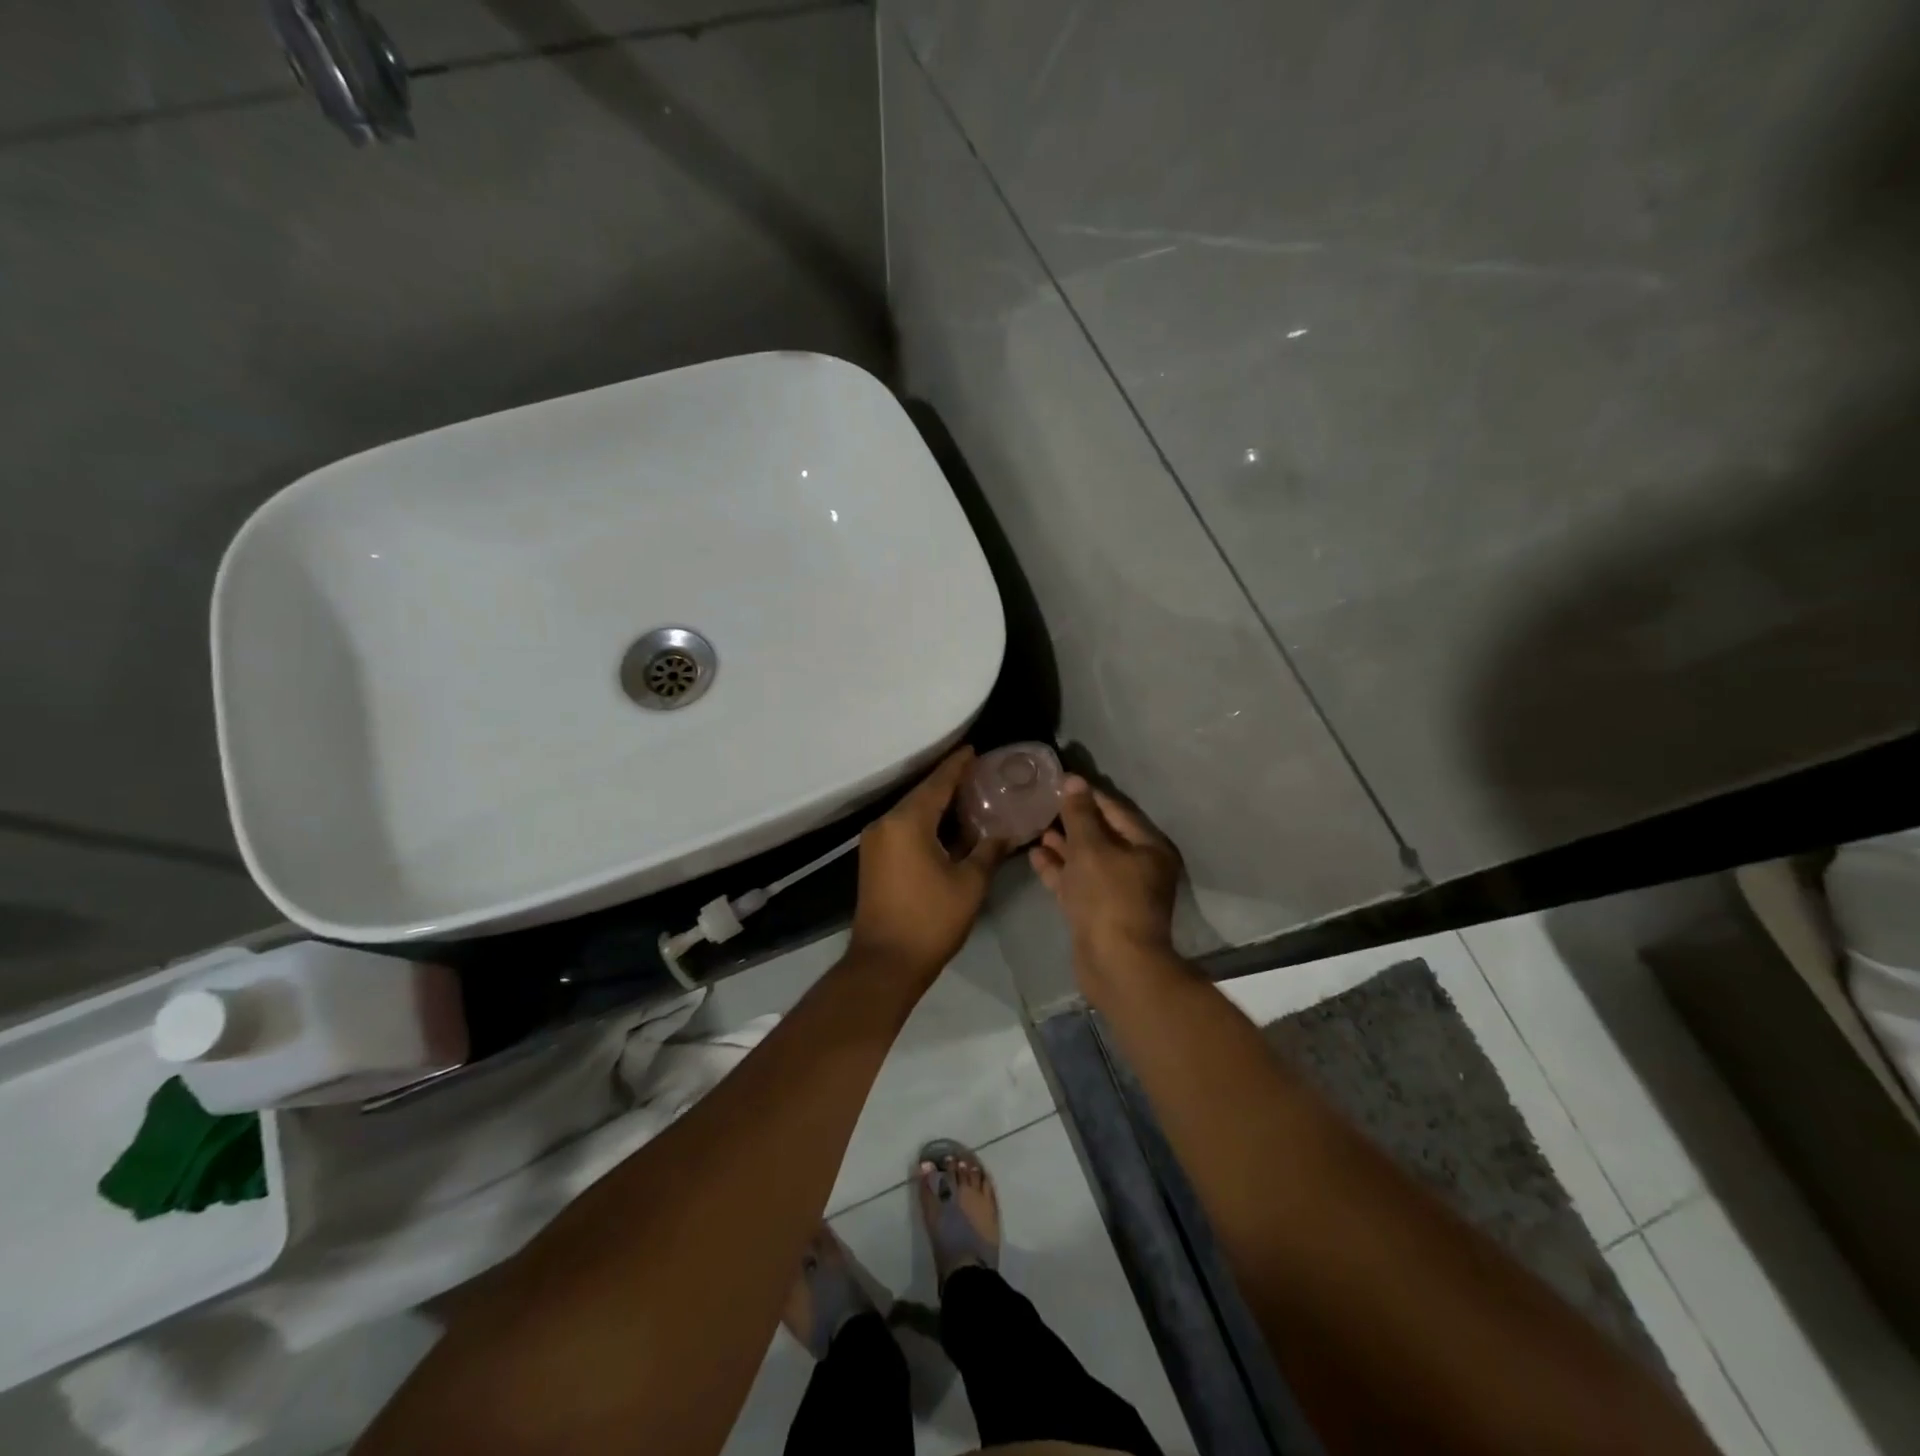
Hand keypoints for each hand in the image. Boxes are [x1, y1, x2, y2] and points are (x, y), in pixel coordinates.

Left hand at [849, 749, 1007, 982]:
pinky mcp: (873, 859)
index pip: (937, 783)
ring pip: (911, 811)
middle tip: (979, 773)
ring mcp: (875, 842)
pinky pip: (903, 828)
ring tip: (968, 796)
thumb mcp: (970, 883)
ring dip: (937, 804)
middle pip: (922, 794)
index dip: (957, 765)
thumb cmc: (931, 920)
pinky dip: (925, 822)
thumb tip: (1008, 832)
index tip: (974, 750)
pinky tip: (947, 826)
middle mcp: (886, 823)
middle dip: (949, 783)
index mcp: (907, 822)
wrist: (885, 963)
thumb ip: (989, 850)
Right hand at [1029, 775, 1181, 964]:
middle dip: (1073, 820)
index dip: (1087, 795)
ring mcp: (1118, 892)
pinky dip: (1060, 870)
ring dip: (1063, 845)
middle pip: (1103, 835)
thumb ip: (1079, 814)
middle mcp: (1138, 867)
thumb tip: (1073, 781)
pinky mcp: (1099, 912)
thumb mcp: (1090, 848)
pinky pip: (1078, 882)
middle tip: (1042, 803)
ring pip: (1088, 860)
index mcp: (1148, 847)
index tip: (1059, 781)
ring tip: (1035, 827)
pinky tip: (1036, 856)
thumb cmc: (1108, 897)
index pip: (1115, 810)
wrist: (1115, 964)